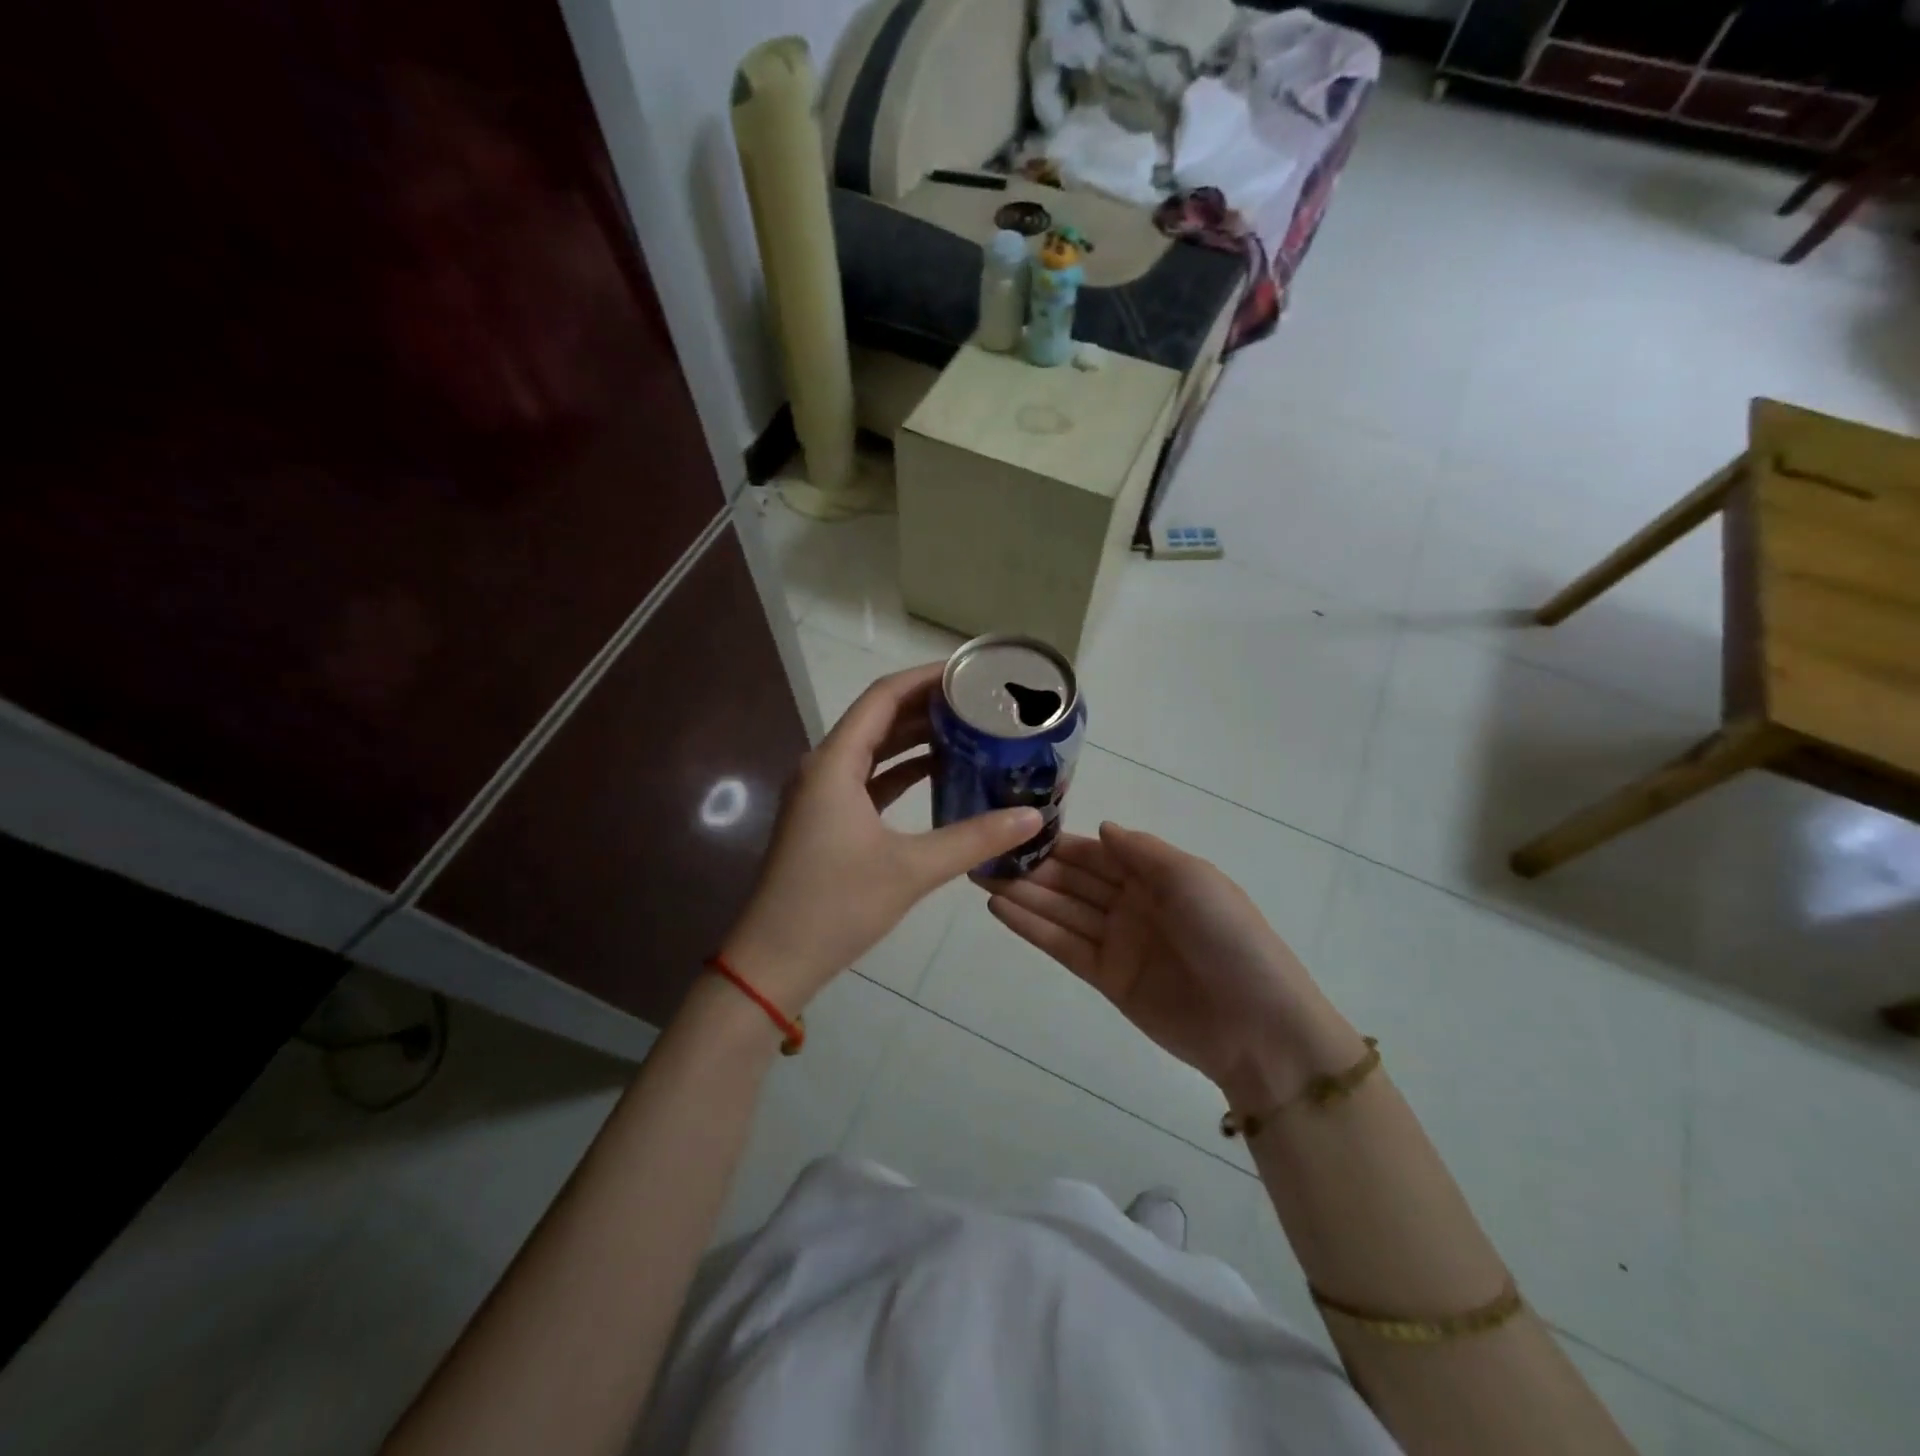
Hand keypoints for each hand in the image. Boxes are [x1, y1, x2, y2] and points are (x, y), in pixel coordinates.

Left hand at [720, 664, 1041, 1012]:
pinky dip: (902, 772)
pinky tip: (939, 774)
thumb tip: (1032, 816)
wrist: (774, 961)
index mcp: (835, 763)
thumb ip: (974, 839)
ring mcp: (822, 795)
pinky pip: (869, 779)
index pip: (883, 697)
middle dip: (927, 706)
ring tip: (968, 729)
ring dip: (915, 738)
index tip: (969, 672)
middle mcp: (824, 767)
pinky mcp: (826, 820)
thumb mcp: (911, 869)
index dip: (926, 677)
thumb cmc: (836, 906)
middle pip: (879, 718)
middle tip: (979, 701)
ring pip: (874, 750)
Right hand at [987, 823, 1361, 1110]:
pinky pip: (1063, 946)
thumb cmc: (1228, 936)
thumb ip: (1141, 851)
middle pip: (1073, 881)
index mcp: (1156, 875)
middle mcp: (1132, 903)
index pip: (1096, 853)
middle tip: (982, 854)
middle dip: (1031, 868)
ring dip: (1023, 894)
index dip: (1058, 843)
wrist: (1256, 1024)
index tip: (1015, 829)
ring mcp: (1118, 942)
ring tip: (978, 876)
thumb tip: (1102, 828)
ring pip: (1061, 911)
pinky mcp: (1107, 978)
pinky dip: (1032, 928)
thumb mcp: (1191, 877)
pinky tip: (999, 909)